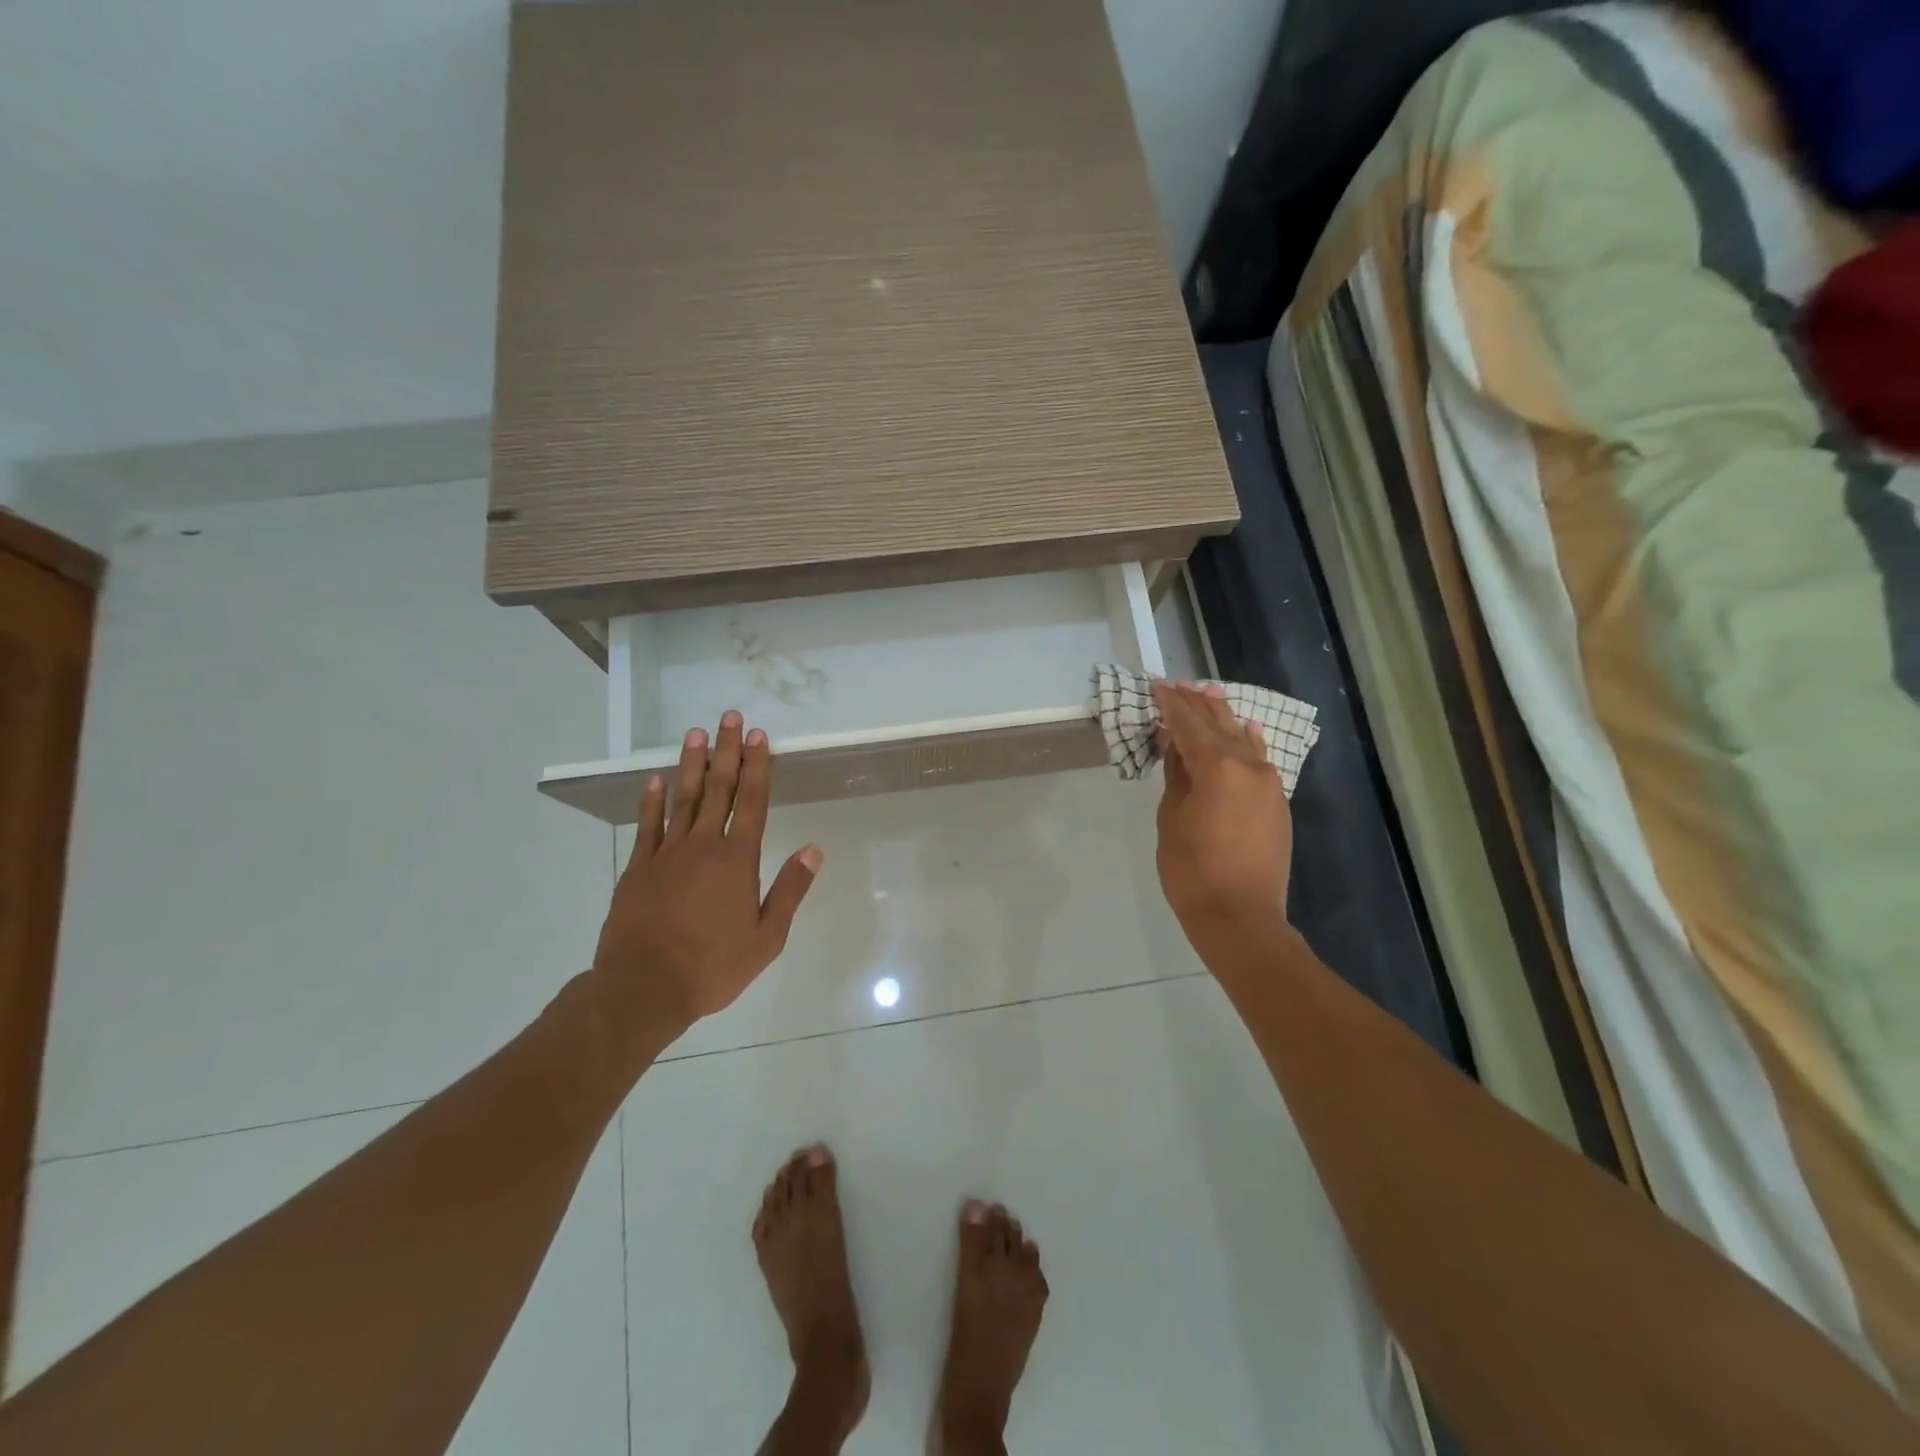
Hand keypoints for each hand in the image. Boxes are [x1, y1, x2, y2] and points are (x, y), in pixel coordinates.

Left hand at [590, 712, 821, 1042]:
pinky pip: (647, 825)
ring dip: (691, 764)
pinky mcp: (638, 868)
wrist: (643, 989)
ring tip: (697, 734)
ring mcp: (666, 854)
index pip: (752, 802)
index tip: (760, 737)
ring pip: (682, 798)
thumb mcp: (766, 938)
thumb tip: (813, 850)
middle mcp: (703, 846)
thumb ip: (790, 891)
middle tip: (730, 718)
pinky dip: (652, 800)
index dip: (758, 767)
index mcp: (737, 861)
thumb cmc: (712, 967)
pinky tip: (655, 779)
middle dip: (727, 752)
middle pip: (718, 789)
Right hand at [1153, 681, 1293, 956]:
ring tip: (1208, 696)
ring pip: (1243, 739)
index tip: (1157, 686)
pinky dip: (1248, 742)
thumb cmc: (1192, 870)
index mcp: (1217, 767)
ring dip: (1223, 719)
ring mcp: (1269, 784)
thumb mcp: (1171, 819)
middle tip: (1178, 685)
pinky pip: (1260, 760)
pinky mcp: (1277, 802)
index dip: (1171, 705)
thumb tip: (1176, 746)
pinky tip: (1246, 729)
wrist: (1241, 916)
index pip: (1189, 725)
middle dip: (1197, 705)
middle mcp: (1249, 766)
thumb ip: (1176, 776)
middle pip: (1218, 725)